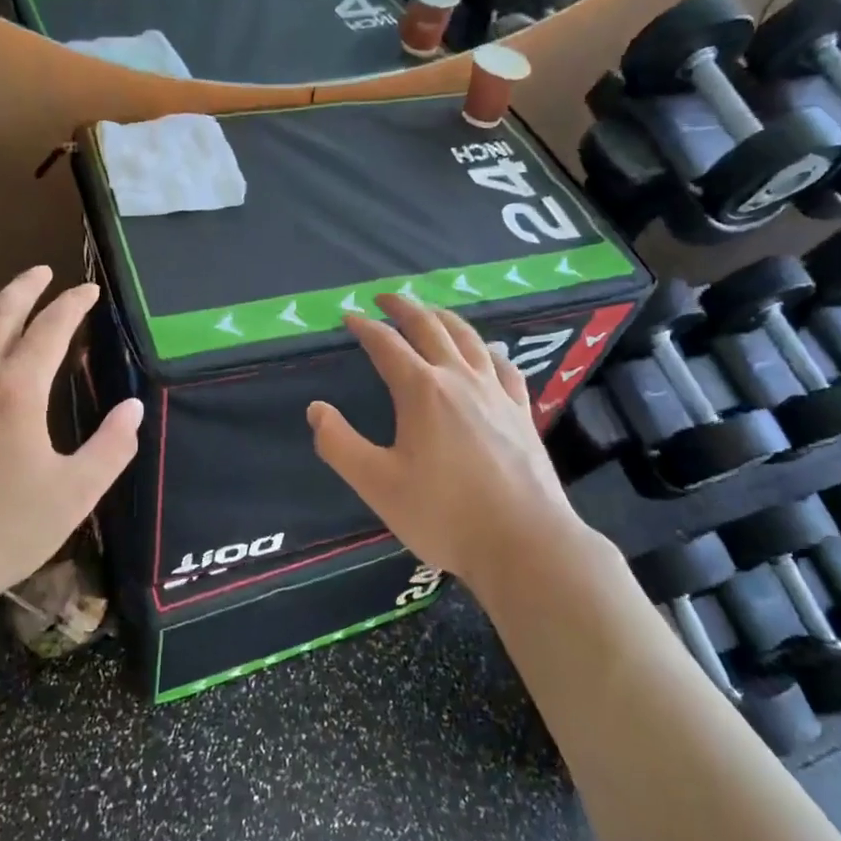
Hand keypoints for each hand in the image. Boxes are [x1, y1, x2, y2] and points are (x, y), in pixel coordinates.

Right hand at [308, 294, 585, 587]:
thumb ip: (339, 444)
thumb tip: (316, 409)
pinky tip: (485, 354)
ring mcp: (496, 394)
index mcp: (421, 391)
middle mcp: (460, 380)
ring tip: (431, 312)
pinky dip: (487, 350)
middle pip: (430, 328)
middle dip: (404, 308)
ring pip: (469, 340)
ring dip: (445, 319)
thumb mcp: (377, 484)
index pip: (387, 346)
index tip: (348, 317)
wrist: (524, 542)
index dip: (365, 328)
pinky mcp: (522, 413)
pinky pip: (503, 367)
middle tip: (385, 298)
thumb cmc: (443, 514)